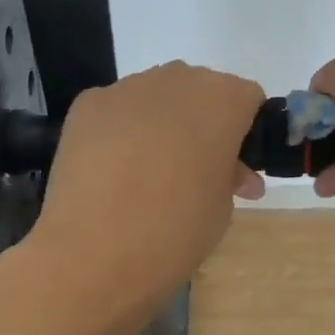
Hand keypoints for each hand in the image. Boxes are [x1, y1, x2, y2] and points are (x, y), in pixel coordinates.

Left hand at [26, 61, 264, 329]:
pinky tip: (112, 167)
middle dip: (202, 122)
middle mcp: (178, 80)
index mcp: (223, 100)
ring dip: (161, 122)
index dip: (243, 132)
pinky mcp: (88, 103)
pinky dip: (121, 129)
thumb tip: (228, 172)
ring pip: (157, 95)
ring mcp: (127, 87)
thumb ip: (229, 176)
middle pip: (200, 90)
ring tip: (146, 171)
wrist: (92, 254)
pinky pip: (117, 108)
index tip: (233, 165)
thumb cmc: (174, 232)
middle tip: (193, 169)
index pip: (246, 99)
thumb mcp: (222, 209)